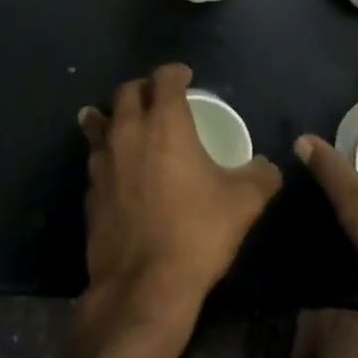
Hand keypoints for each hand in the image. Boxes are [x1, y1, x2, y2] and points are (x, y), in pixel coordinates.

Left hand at [77, 64, 281, 335]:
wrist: (143, 285)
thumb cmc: (197, 232)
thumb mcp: (243, 202)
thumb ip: (260, 176)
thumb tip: (268, 166)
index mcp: (165, 124)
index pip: (164, 79)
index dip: (175, 72)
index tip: (185, 75)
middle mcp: (128, 132)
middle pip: (127, 93)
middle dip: (144, 88)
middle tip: (158, 96)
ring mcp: (102, 161)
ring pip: (100, 121)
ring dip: (113, 115)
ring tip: (121, 117)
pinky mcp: (89, 191)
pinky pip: (95, 157)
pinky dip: (105, 151)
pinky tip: (115, 165)